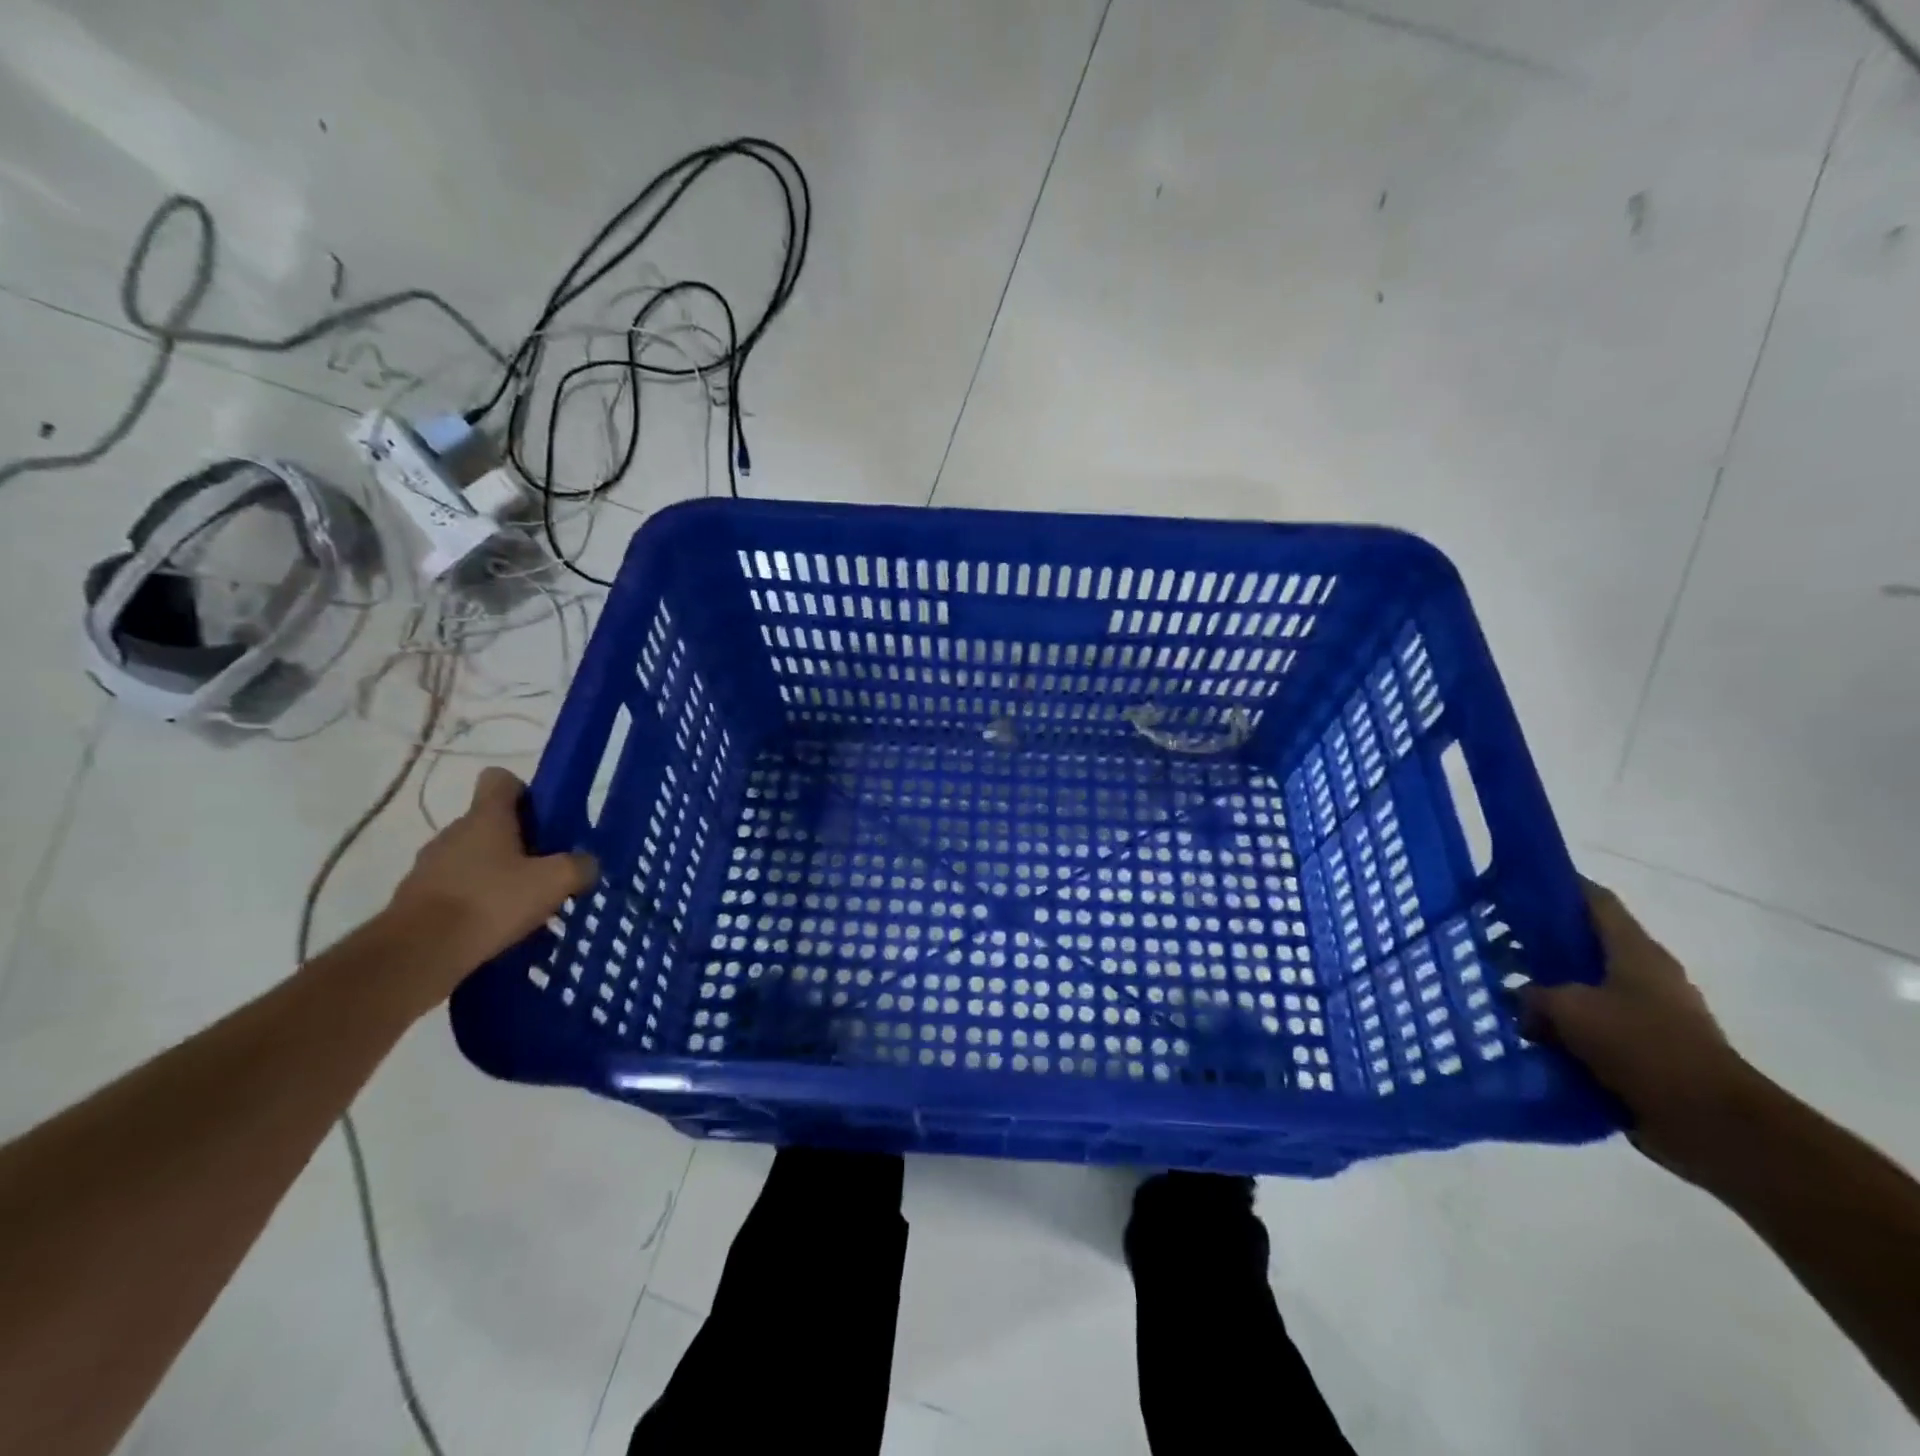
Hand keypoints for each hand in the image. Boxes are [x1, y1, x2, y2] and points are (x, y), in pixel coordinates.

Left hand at [385, 767, 597, 999]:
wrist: (417, 954)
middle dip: (520, 843)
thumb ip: (579, 866)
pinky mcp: (416, 900)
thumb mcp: (554, 882)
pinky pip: (456, 890)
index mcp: (485, 817)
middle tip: (546, 871)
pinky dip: (476, 903)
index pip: (501, 780)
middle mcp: (453, 833)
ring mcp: (429, 866)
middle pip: (491, 823)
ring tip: (524, 907)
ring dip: (497, 875)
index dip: (525, 792)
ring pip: (474, 859)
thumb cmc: (490, 902)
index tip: (544, 819)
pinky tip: (496, 929)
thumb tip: (587, 864)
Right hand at [1520, 881, 1757, 1177]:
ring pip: (1586, 989)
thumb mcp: (1570, 1010)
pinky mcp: (1646, 1052)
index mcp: (1635, 952)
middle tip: (1494, 941)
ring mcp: (1649, 1015)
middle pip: (1585, 945)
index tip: (1515, 882)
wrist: (1710, 1123)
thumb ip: (1535, 996)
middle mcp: (1645, 976)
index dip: (1558, 885)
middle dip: (1541, 942)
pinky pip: (1593, 1030)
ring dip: (1550, 991)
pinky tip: (1530, 1037)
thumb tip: (1521, 1000)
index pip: (1594, 900)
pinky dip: (1564, 1031)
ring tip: (1504, 993)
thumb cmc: (1642, 1046)